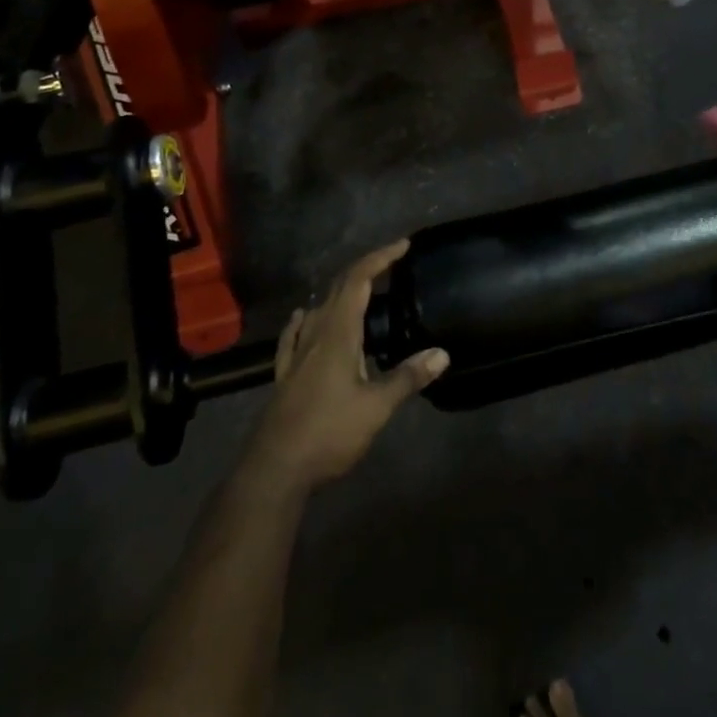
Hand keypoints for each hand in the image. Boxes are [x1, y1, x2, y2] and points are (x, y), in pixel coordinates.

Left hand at [248, 239, 448, 491]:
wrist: (274, 470)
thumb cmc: (328, 433)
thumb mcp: (376, 407)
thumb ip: (407, 377)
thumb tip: (442, 354)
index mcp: (338, 333)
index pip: (358, 280)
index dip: (380, 258)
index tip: (403, 245)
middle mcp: (315, 335)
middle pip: (338, 289)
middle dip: (366, 269)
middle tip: (392, 263)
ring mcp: (296, 354)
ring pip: (318, 309)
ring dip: (341, 292)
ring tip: (362, 291)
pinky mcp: (286, 375)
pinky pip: (295, 334)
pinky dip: (305, 318)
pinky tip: (303, 317)